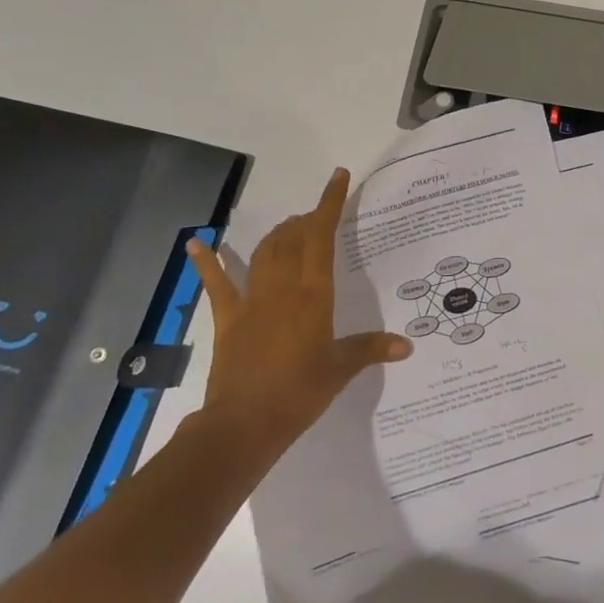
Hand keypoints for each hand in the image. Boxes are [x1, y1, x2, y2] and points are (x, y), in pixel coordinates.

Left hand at [186, 167, 411, 457]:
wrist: (244, 425)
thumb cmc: (299, 393)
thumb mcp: (341, 369)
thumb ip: (371, 349)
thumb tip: (407, 345)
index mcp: (314, 294)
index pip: (322, 237)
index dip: (329, 204)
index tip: (337, 177)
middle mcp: (283, 288)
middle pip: (293, 239)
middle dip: (306, 220)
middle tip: (319, 216)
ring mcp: (251, 301)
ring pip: (264, 253)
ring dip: (278, 234)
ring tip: (291, 226)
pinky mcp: (228, 319)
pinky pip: (217, 284)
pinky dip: (207, 262)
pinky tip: (196, 243)